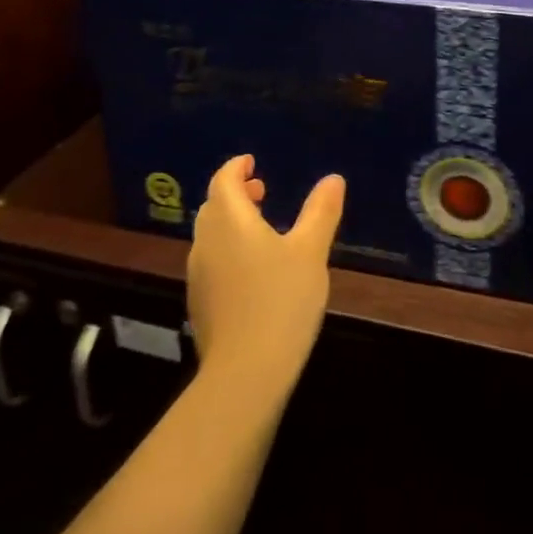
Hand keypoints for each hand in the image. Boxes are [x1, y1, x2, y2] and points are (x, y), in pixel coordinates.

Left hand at [187, 155, 344, 394]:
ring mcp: (199, 274)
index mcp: (230, 221)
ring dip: (231, 222)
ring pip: (210, 235)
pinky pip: (212, 261)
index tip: (251, 162)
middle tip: (261, 191)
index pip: (222, 181)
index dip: (236, 168)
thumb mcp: (310, 251)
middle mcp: (206, 242)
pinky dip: (228, 249)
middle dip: (235, 193)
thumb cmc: (281, 300)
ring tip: (261, 228)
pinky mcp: (200, 303)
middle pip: (213, 206)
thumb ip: (321, 211)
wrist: (246, 371)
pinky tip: (253, 270)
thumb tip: (333, 178)